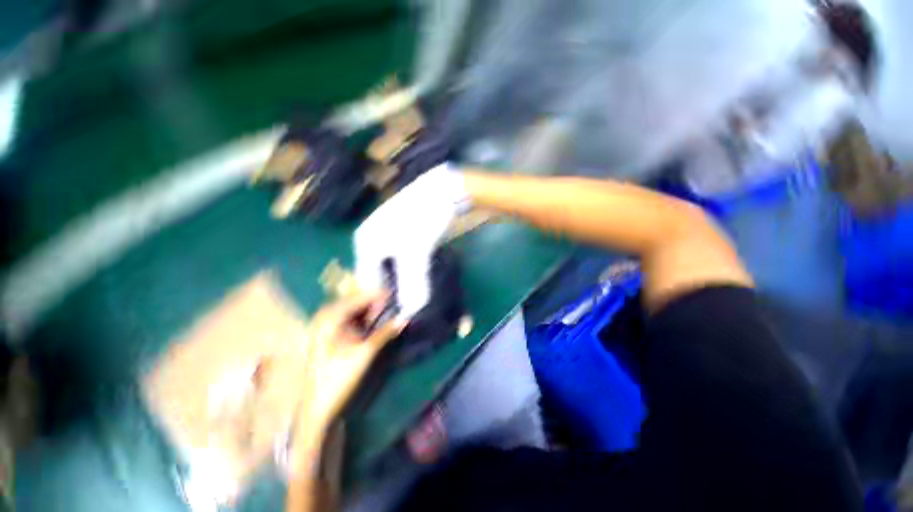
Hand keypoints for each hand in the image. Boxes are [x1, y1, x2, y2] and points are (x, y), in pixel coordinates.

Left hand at [291, 293, 405, 454]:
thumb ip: (386, 332)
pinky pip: (350, 320)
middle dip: (375, 303)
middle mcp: (326, 317)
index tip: (396, 295)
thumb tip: (405, 319)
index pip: (360, 299)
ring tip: (388, 313)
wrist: (319, 408)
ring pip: (354, 311)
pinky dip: (364, 320)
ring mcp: (326, 326)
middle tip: (394, 306)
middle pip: (356, 303)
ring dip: (370, 312)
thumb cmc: (340, 378)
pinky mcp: (329, 335)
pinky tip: (375, 323)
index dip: (378, 296)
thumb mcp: (366, 353)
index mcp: (331, 318)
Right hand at [354, 163, 468, 317]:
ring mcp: (390, 235)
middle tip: (410, 306)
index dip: (381, 299)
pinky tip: (422, 279)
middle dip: (394, 292)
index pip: (368, 280)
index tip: (397, 315)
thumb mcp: (416, 253)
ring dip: (405, 283)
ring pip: (394, 268)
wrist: (445, 190)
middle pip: (380, 274)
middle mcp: (373, 239)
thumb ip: (412, 284)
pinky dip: (412, 272)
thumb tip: (410, 314)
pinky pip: (404, 260)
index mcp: (366, 242)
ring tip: (417, 296)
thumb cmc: (423, 219)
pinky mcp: (406, 235)